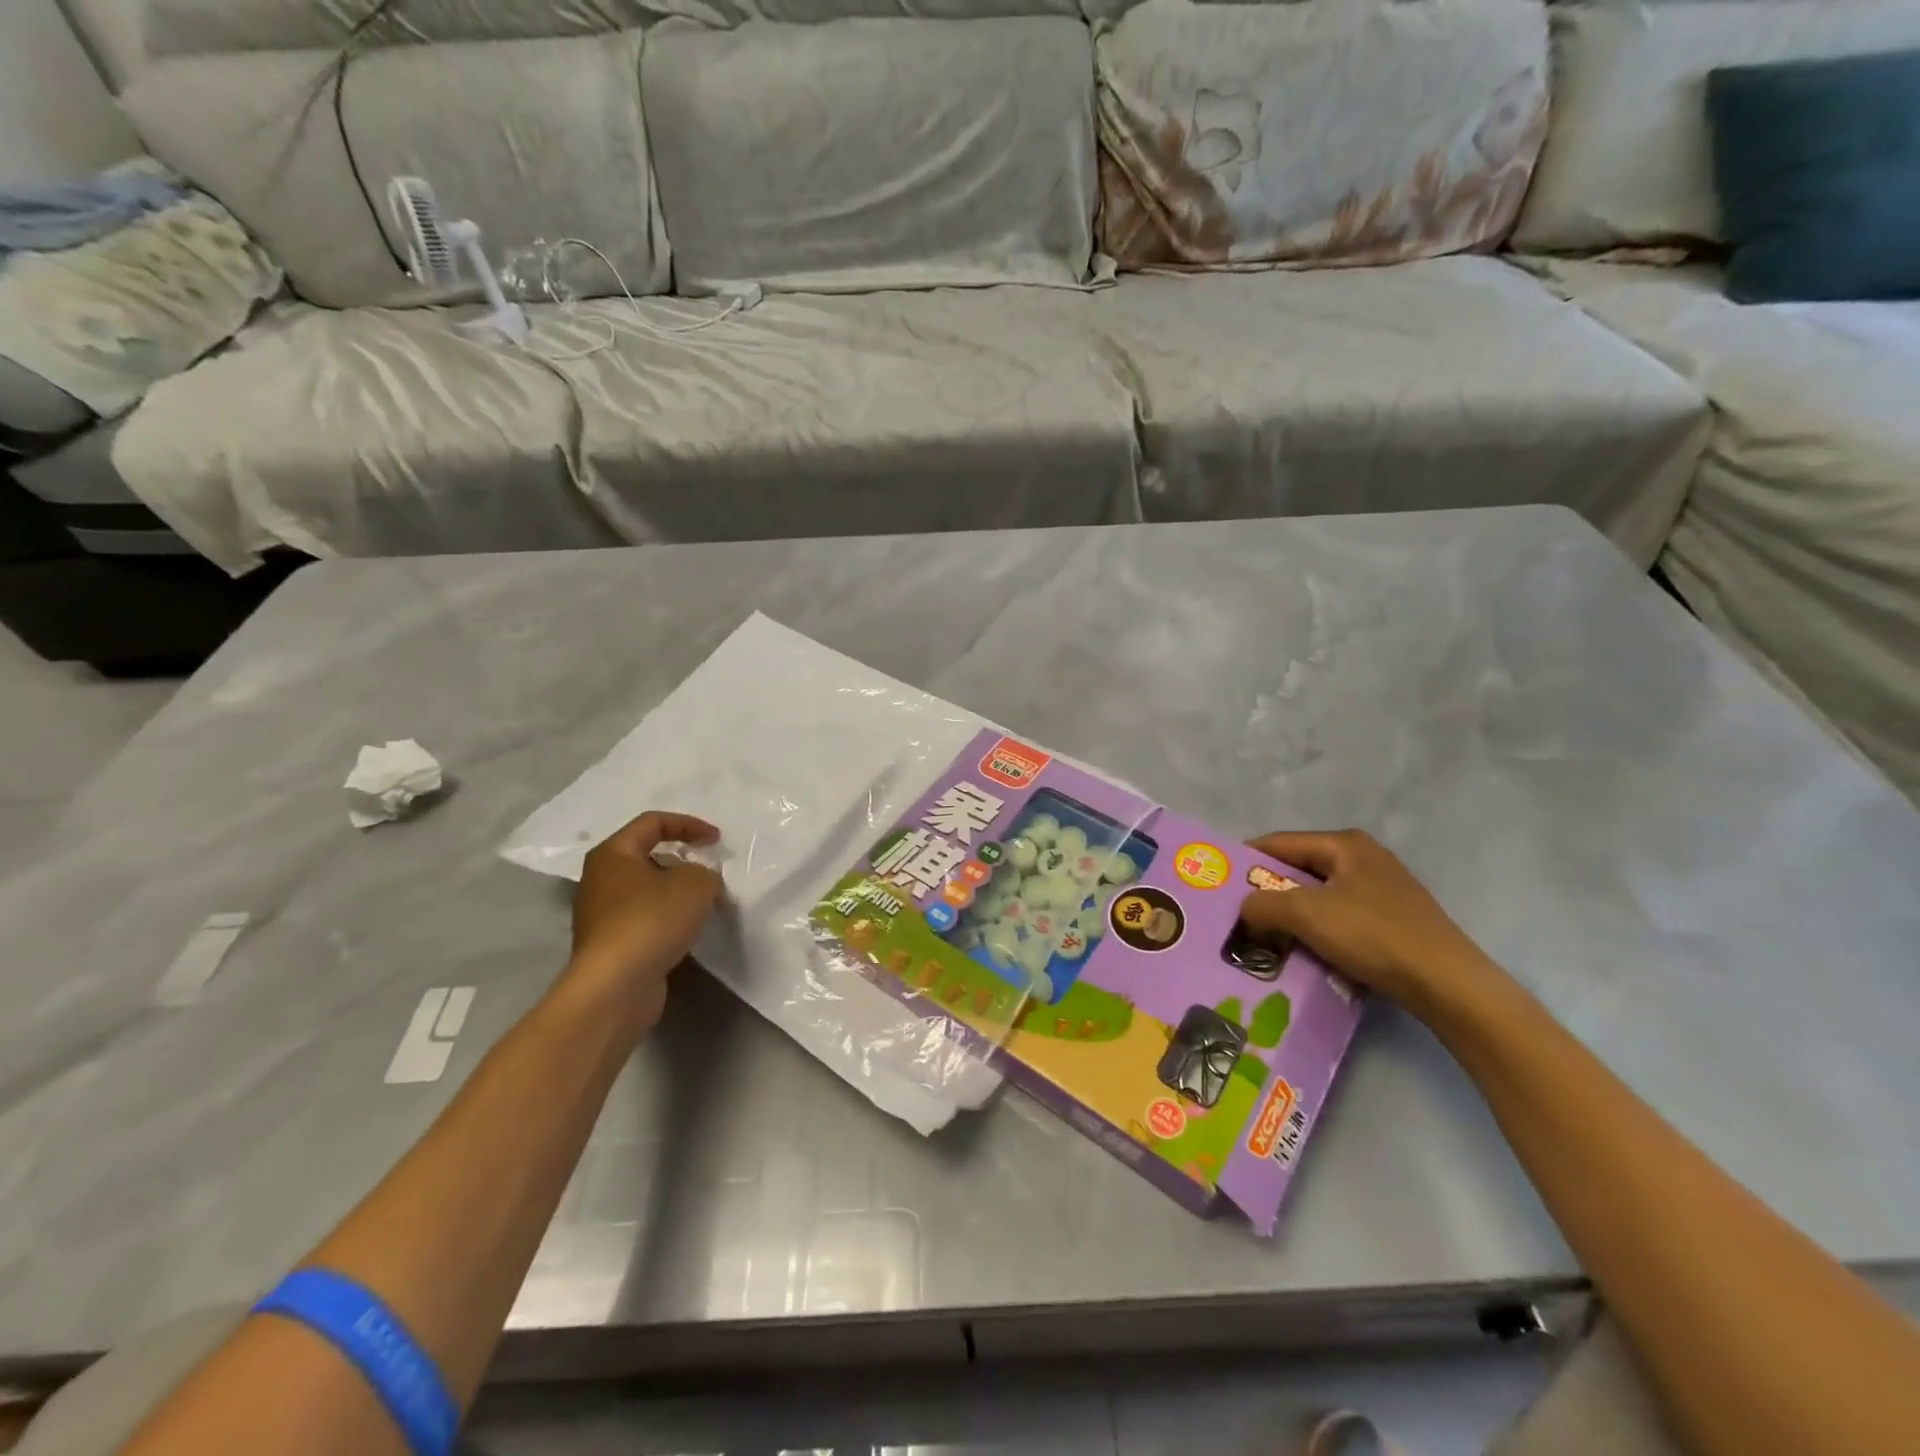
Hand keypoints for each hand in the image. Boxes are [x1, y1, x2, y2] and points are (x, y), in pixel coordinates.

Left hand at [566, 811, 724, 1031]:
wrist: (615, 986)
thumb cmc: (652, 920)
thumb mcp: (696, 884)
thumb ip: (706, 873)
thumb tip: (702, 882)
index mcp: (613, 853)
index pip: (653, 823)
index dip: (689, 825)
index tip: (717, 840)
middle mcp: (601, 879)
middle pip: (649, 857)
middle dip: (684, 862)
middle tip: (711, 875)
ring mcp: (602, 915)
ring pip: (648, 891)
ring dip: (679, 894)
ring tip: (707, 905)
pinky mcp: (611, 945)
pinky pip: (646, 919)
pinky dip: (669, 920)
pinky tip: (689, 932)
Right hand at [1239, 829, 1508, 1019]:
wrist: (1448, 986)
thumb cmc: (1373, 936)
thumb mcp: (1306, 915)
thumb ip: (1262, 904)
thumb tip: (1245, 909)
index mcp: (1344, 844)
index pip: (1278, 843)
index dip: (1244, 861)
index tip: (1217, 885)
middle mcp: (1363, 858)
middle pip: (1297, 870)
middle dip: (1267, 893)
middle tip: (1237, 917)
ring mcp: (1380, 890)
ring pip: (1317, 897)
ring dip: (1290, 917)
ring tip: (1264, 939)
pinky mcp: (1391, 921)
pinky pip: (1338, 918)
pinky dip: (1317, 932)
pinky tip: (1304, 953)